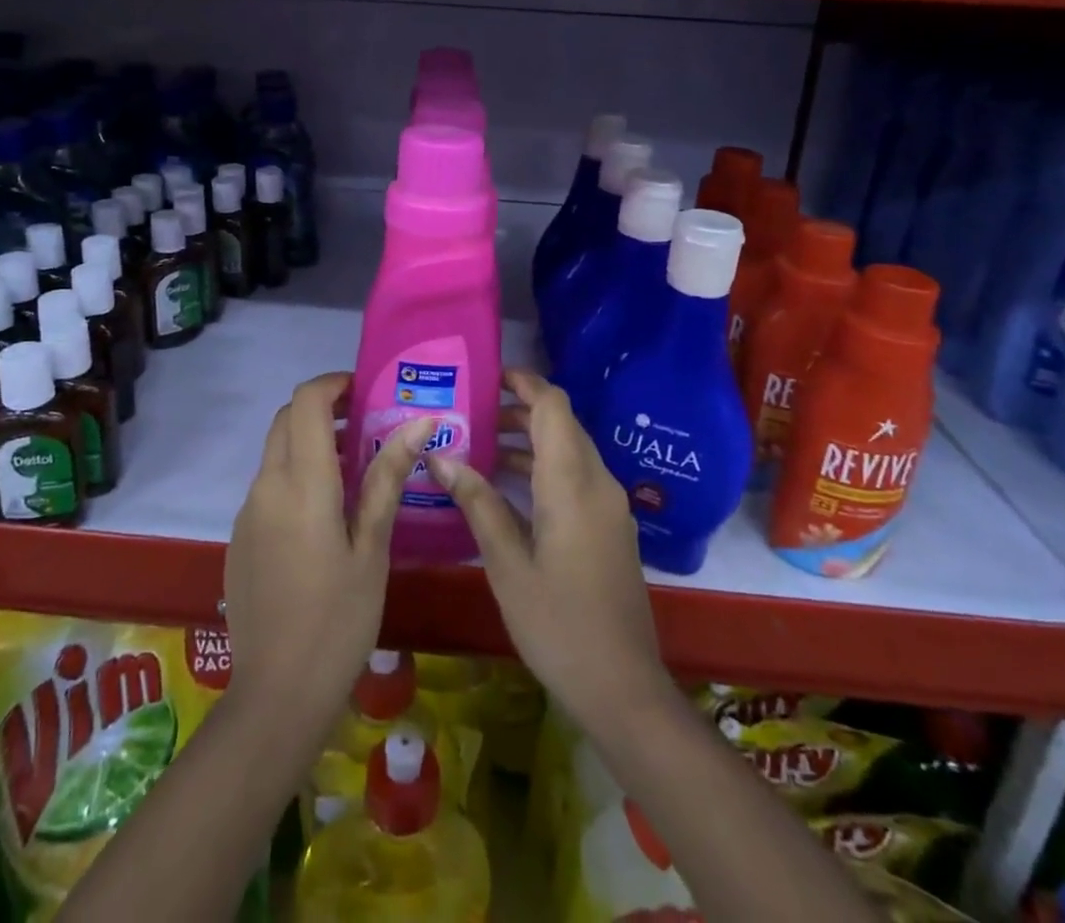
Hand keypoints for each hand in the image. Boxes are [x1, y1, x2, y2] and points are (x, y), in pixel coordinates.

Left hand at [224, 373, 433, 725]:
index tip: (365, 391)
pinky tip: (325, 514)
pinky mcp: (240, 536)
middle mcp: (266, 485)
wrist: (277, 694)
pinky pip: (268, 485)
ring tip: (355, 470)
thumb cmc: (340, 618)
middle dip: (323, 410)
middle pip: (286, 420)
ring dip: (310, 443)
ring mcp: (248, 512)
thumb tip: (419, 422)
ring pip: (276, 452)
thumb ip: (388, 478)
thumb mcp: (373, 547)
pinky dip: (295, 474)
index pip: (306, 402)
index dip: (333, 384)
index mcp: (302, 482)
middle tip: (366, 428)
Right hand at [429, 368, 671, 723]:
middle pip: (562, 424)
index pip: (554, 406)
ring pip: (570, 451)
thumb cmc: (558, 624)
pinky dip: (545, 468)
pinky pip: (578, 478)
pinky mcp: (612, 528)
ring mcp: (610, 506)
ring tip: (481, 446)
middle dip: (520, 411)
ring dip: (531, 442)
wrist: (623, 687)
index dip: (524, 383)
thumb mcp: (507, 564)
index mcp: (572, 483)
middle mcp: (598, 483)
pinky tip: (509, 489)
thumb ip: (477, 503)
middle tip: (472, 414)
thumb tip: (441, 456)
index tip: (488, 377)